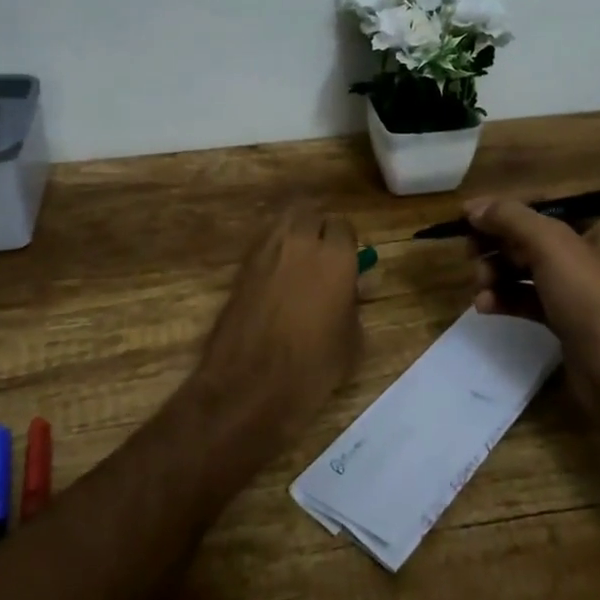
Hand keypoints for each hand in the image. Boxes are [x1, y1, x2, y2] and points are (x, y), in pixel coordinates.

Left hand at [192, 208, 362, 441]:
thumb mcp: (352, 341)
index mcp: (335, 255)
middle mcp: (300, 242)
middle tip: (324, 256)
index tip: (349, 261)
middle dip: (319, 229)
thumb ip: (355, 303)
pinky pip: (263, 243)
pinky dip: (273, 250)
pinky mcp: (241, 266)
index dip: (347, 243)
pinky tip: (277, 276)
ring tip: (299, 260)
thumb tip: (357, 285)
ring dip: (294, 233)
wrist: (249, 385)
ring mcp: (265, 250)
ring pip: (284, 222)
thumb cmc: (312, 367)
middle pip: (311, 214)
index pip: (343, 226)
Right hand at [467, 200, 599, 428]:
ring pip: (529, 266)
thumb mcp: (552, 246)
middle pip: (534, 232)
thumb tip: (473, 208)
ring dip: (498, 271)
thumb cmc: (595, 301)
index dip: (504, 205)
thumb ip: (510, 218)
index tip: (466, 215)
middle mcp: (598, 247)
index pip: (546, 199)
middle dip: (498, 243)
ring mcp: (585, 286)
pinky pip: (532, 297)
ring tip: (480, 284)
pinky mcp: (572, 318)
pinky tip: (485, 305)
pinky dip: (507, 297)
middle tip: (469, 253)